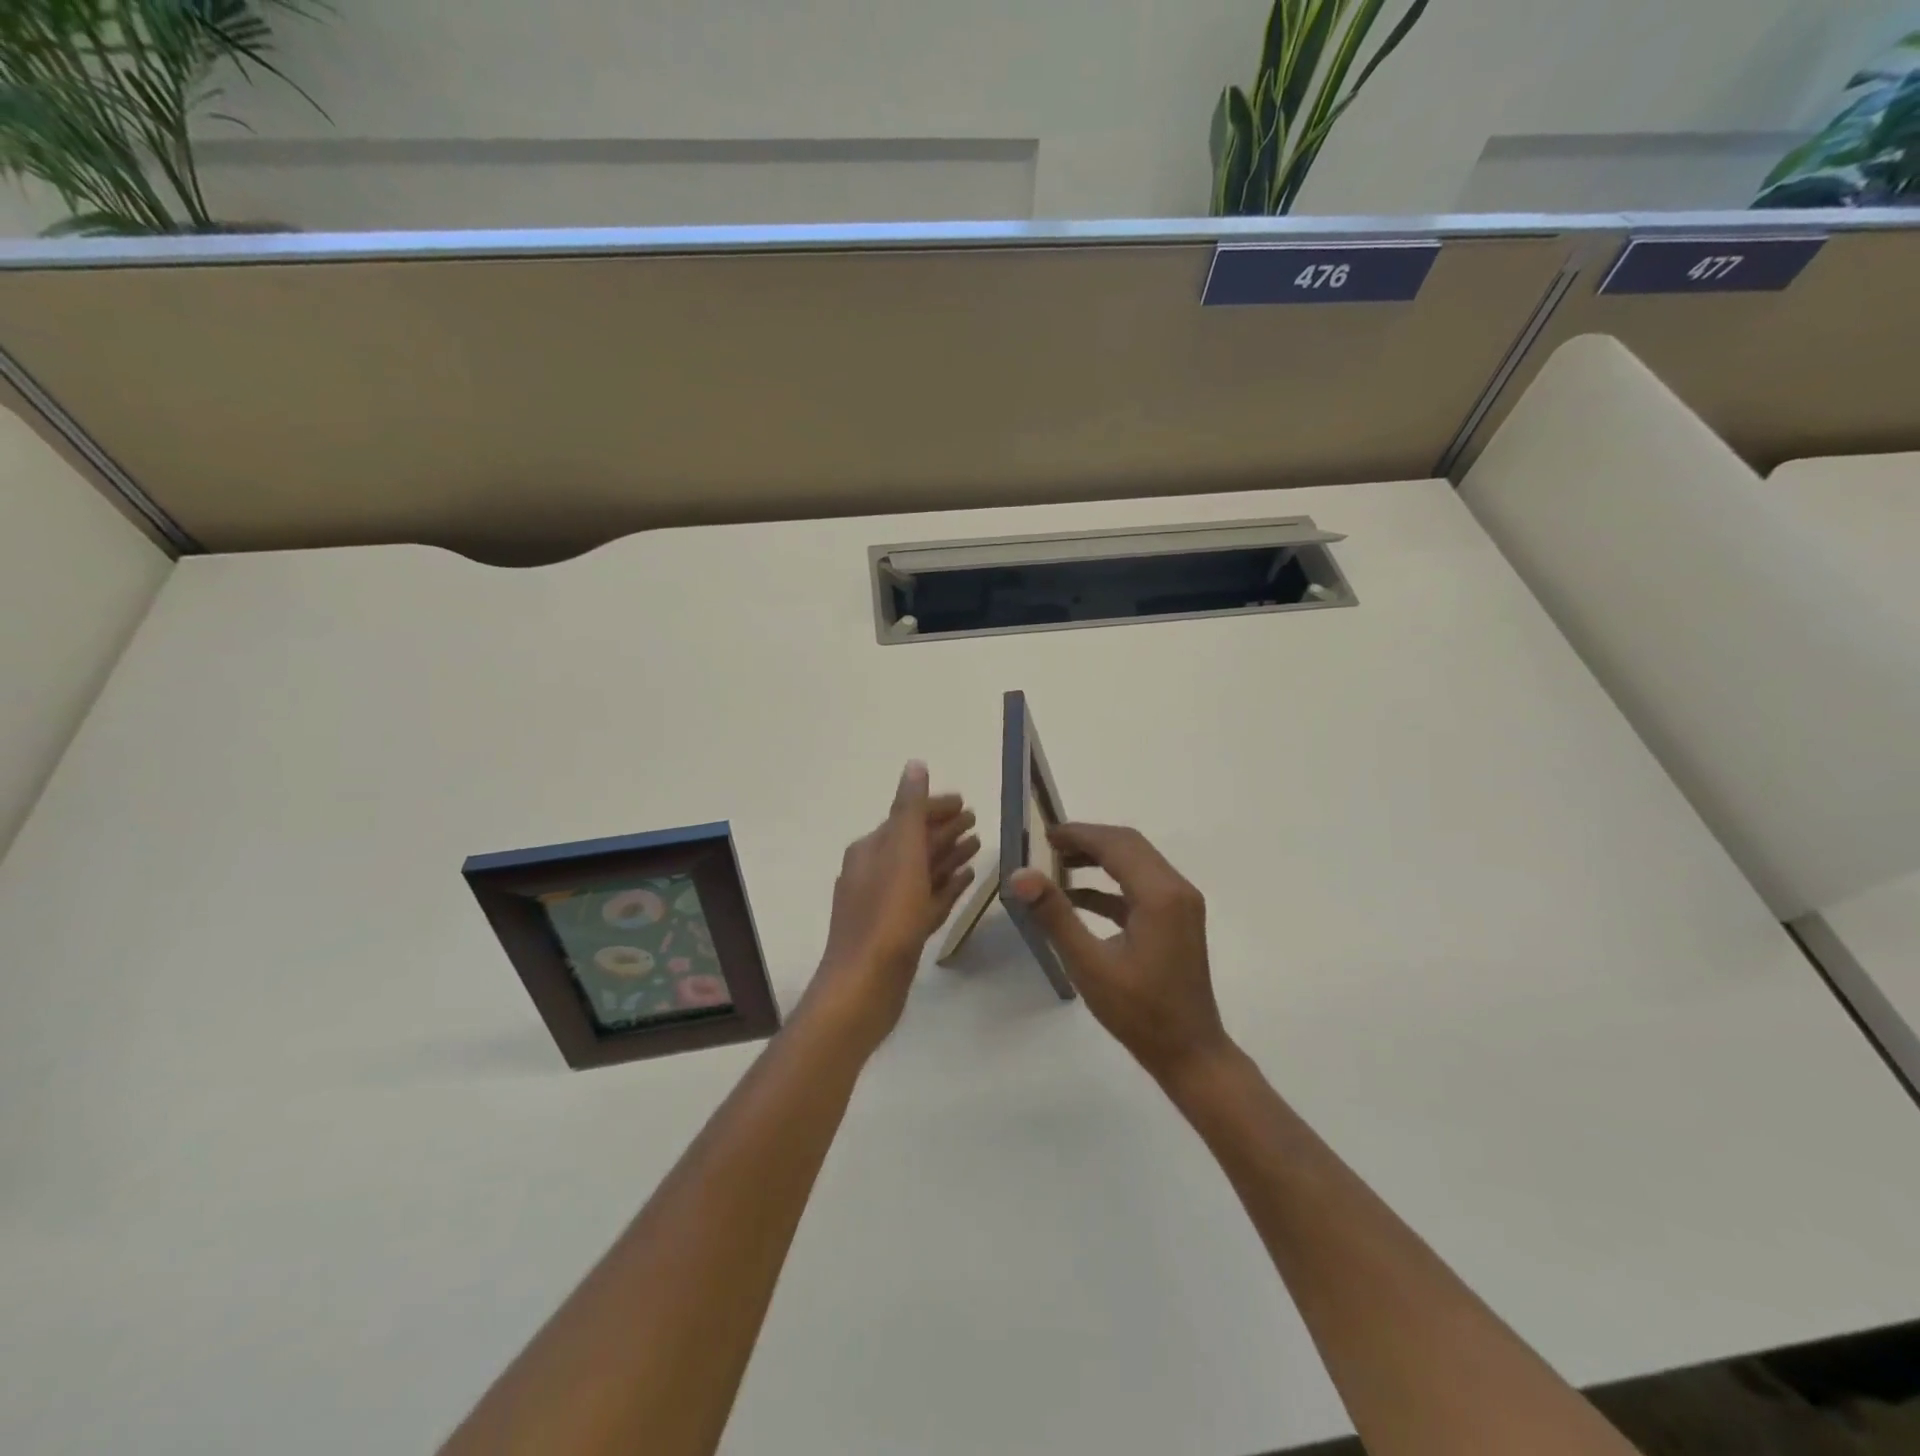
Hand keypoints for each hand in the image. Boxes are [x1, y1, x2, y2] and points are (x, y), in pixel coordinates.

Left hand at [806, 761, 978, 1051]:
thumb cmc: (886, 917)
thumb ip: (909, 810)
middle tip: (977, 820)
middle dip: (944, 829)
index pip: (907, 816)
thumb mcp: (901, 854)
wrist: (863, 988)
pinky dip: (945, 886)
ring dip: (947, 855)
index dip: (936, 807)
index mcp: (872, 849)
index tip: (967, 803)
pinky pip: (926, 898)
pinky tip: (965, 880)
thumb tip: (914, 765)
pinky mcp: (899, 931)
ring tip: (978, 845)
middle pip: (915, 842)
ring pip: (922, 870)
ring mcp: (886, 903)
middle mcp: (875, 871)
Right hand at [1009, 823, 1231, 1086]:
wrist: (1191, 1054)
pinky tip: (1078, 897)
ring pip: (1136, 863)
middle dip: (1088, 840)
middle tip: (1047, 844)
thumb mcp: (1090, 964)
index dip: (1079, 834)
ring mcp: (1180, 904)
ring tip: (1057, 863)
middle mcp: (1176, 889)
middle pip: (1129, 846)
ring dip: (1099, 859)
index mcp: (1160, 895)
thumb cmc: (1140, 1013)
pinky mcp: (1176, 921)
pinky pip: (1140, 887)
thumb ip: (1055, 915)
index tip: (1043, 834)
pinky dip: (1110, 885)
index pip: (1116, 844)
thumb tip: (1021, 874)